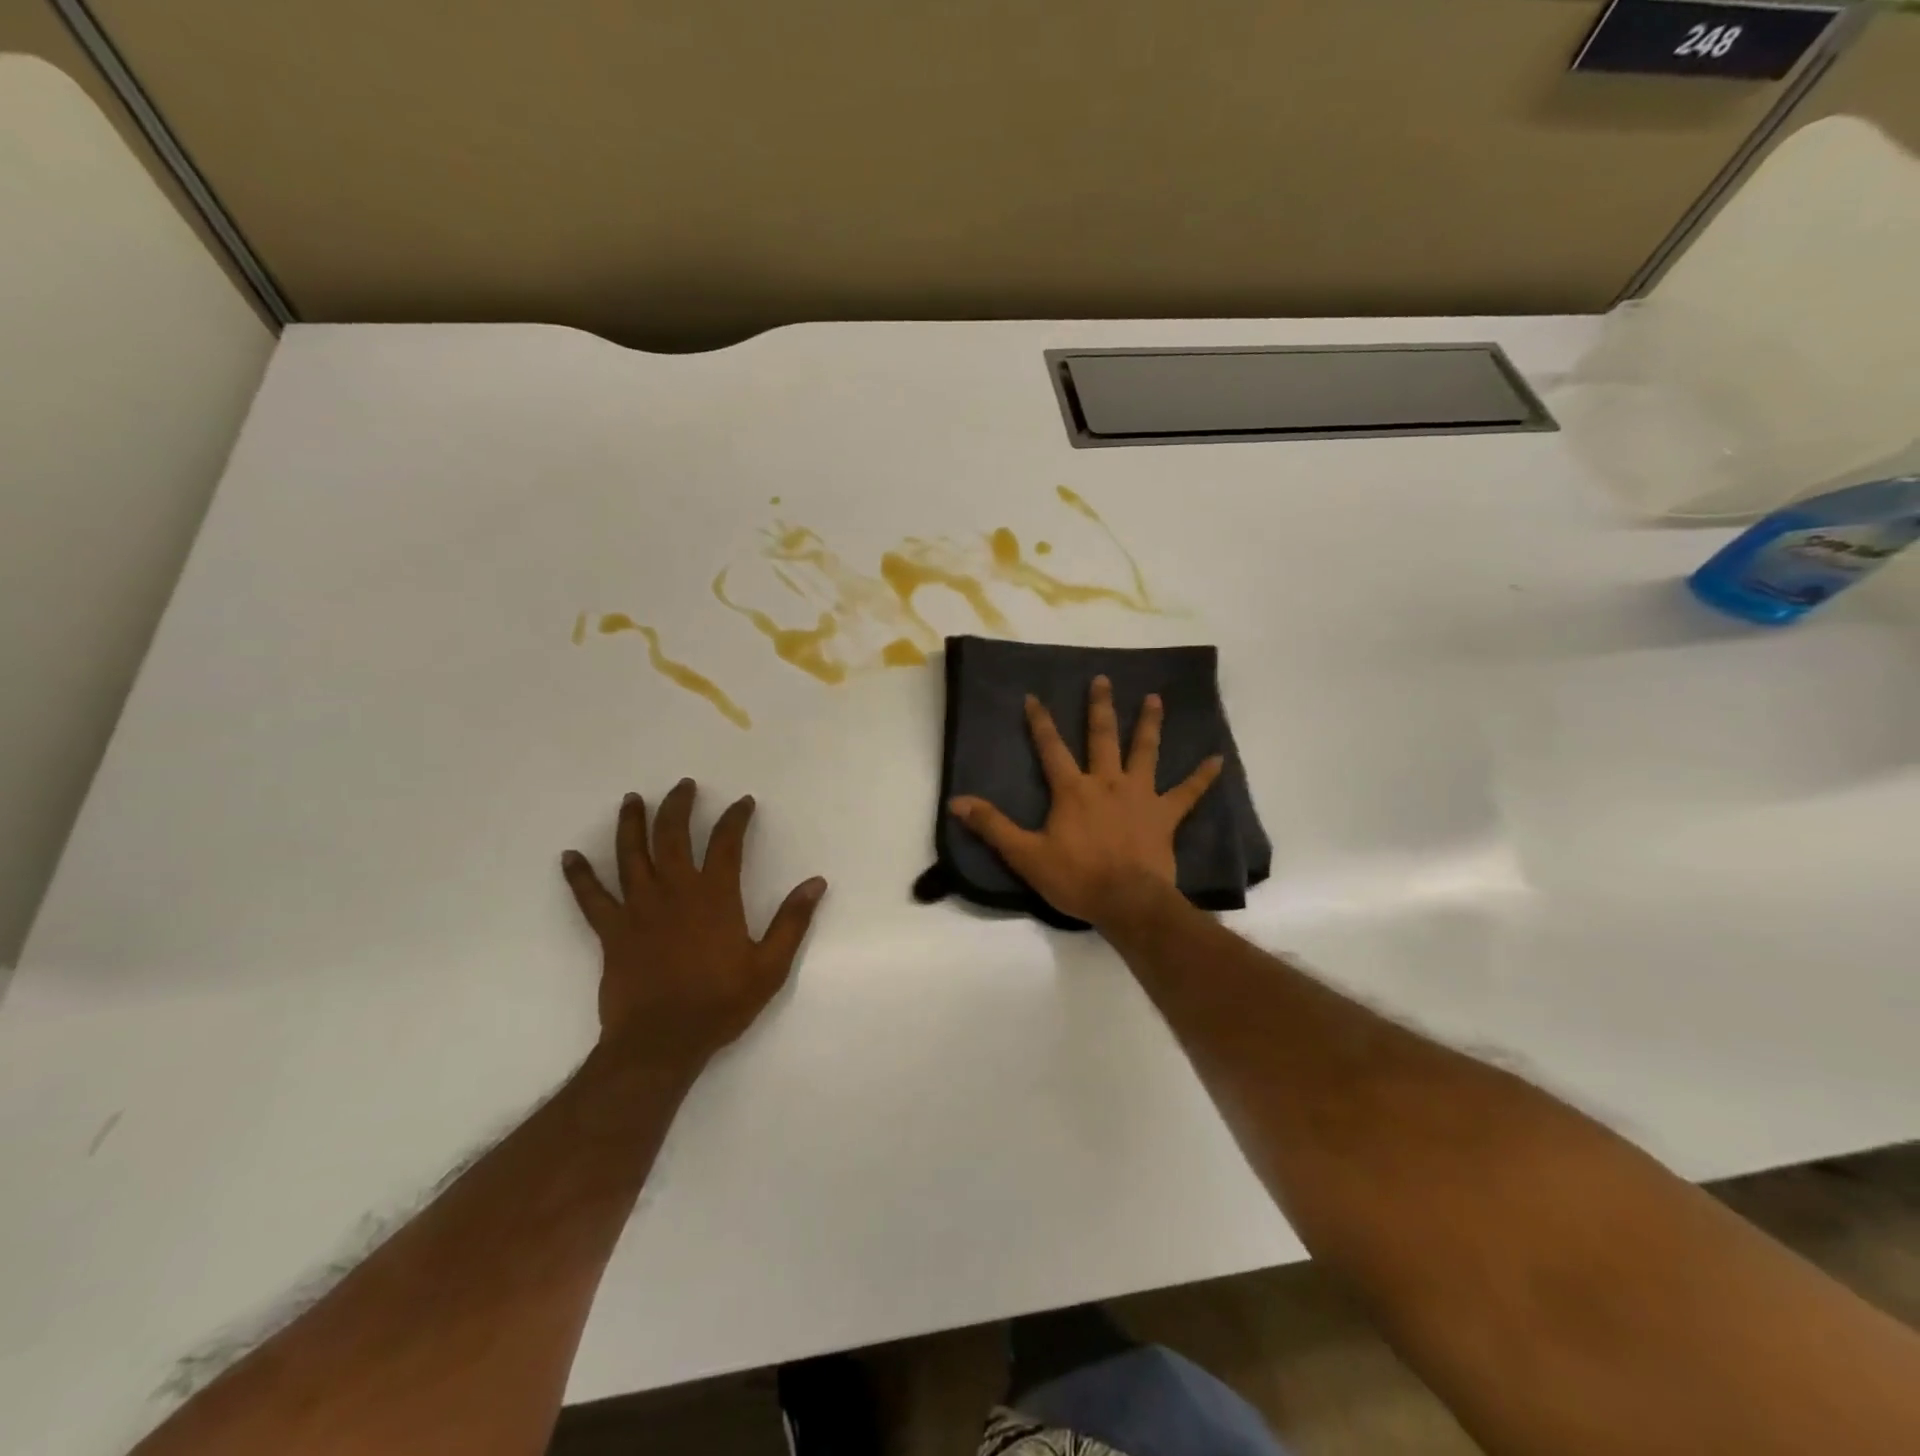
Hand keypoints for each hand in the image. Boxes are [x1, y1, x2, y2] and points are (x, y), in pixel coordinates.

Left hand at [562, 779, 826, 1068]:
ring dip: (631, 824)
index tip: (743, 802)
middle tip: (684, 785)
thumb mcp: (770, 965)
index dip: (736, 818)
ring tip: (632, 799)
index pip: (726, 843)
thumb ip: (792, 921)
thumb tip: (816, 883)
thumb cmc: (720, 1003)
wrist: (661, 1042)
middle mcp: (675, 891)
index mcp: (714, 896)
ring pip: (631, 855)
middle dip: (679, 806)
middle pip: (673, 836)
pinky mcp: (611, 931)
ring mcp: (638, 909)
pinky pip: (591, 897)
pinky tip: (569, 857)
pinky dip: (579, 876)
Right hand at [948, 676, 1222, 927]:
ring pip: (1146, 752)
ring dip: (1150, 725)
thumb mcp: (1025, 854)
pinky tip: (1217, 760)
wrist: (1126, 901)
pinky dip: (1203, 777)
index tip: (1034, 696)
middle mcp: (1107, 782)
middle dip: (1101, 707)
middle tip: (1105, 679)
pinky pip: (1188, 793)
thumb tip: (957, 803)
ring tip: (1156, 699)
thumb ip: (992, 826)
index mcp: (1073, 790)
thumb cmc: (1075, 877)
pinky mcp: (1165, 815)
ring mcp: (1140, 796)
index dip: (1041, 722)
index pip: (1051, 748)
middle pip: (1102, 737)